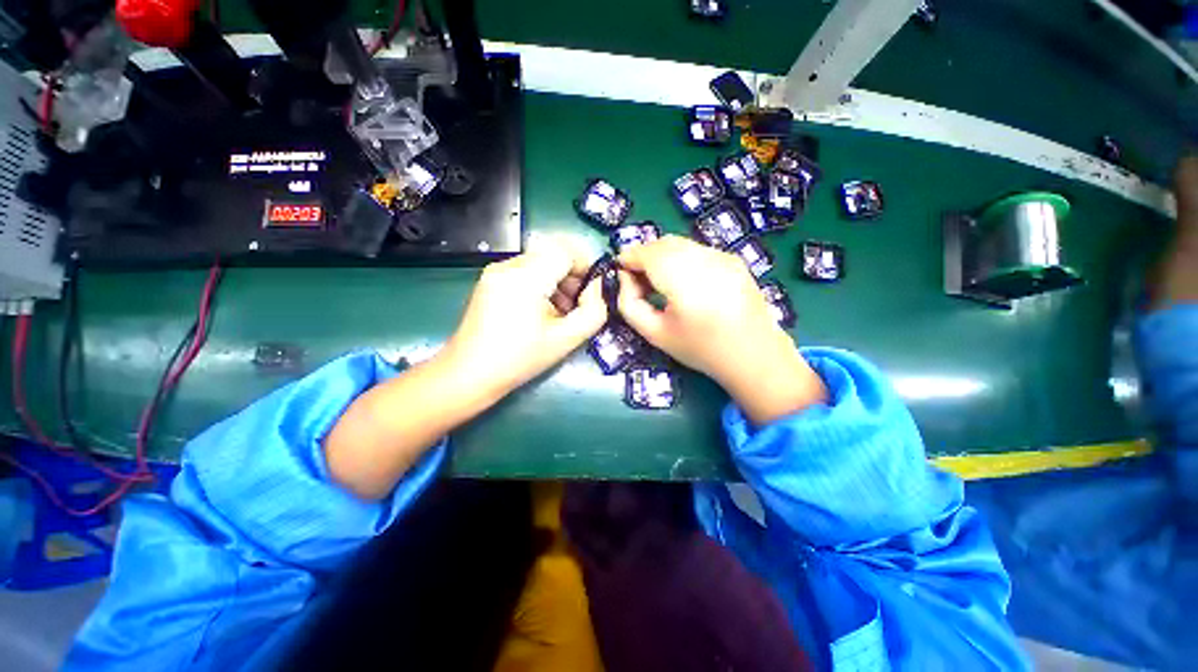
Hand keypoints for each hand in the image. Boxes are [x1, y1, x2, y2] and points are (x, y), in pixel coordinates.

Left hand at [443, 235, 607, 396]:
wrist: (468, 374)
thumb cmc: (518, 359)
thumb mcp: (565, 340)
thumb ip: (593, 312)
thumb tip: (599, 290)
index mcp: (526, 277)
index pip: (566, 250)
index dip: (586, 265)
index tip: (595, 289)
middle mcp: (509, 265)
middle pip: (553, 253)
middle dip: (574, 274)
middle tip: (581, 303)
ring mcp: (496, 271)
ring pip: (540, 261)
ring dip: (559, 279)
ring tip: (564, 311)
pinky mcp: (490, 281)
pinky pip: (526, 271)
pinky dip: (542, 283)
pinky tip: (544, 310)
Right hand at [617, 236, 826, 424]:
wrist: (754, 355)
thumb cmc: (700, 349)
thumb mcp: (655, 334)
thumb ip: (629, 304)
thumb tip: (624, 279)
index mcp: (684, 280)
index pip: (647, 253)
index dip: (629, 257)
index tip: (620, 271)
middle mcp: (705, 260)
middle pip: (664, 243)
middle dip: (645, 255)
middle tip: (639, 280)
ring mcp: (723, 256)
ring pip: (681, 244)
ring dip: (663, 256)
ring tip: (662, 283)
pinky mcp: (733, 259)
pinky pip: (697, 250)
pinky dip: (682, 258)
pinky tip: (686, 283)